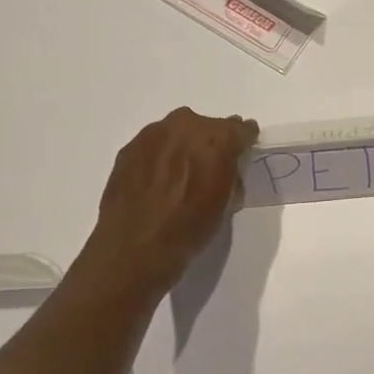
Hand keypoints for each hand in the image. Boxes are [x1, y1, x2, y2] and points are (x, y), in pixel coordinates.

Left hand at [86, 107, 257, 290]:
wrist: (136, 247)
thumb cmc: (190, 228)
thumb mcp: (225, 203)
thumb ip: (230, 174)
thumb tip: (227, 168)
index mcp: (217, 139)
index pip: (240, 129)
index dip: (244, 140)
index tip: (244, 149)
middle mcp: (185, 126)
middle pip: (207, 126)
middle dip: (211, 142)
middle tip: (210, 165)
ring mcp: (152, 134)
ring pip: (178, 132)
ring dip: (183, 147)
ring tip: (180, 173)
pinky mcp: (129, 147)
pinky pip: (154, 145)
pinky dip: (159, 157)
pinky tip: (157, 180)